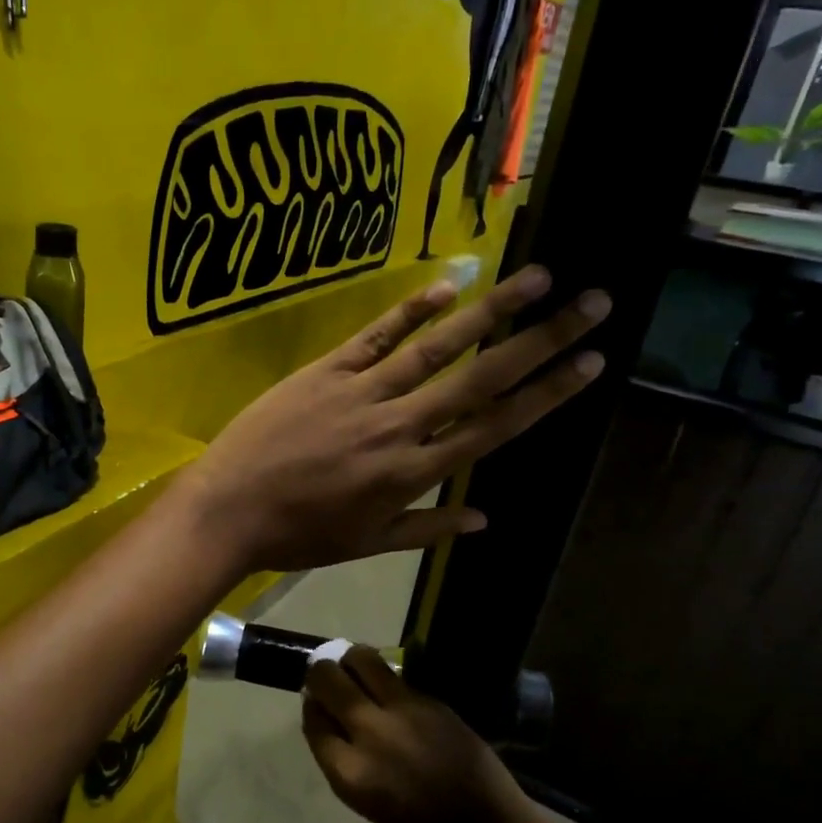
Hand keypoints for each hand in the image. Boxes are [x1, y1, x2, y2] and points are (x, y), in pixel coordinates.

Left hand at [177, 266, 610, 574]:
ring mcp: (360, 392)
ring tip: (538, 278)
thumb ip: (427, 529)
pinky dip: (410, 310)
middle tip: (593, 303)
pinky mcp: (324, 371)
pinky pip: (374, 336)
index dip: (546, 394)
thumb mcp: (366, 544)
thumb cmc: (298, 535)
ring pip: (435, 347)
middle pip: (480, 378)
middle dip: (541, 340)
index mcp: (412, 473)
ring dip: (490, 311)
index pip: (493, 427)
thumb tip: (485, 519)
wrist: (228, 510)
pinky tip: (448, 285)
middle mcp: (398, 425)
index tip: (591, 363)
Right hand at [301, 647, 529, 822]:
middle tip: (327, 677)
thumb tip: (330, 721)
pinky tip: (388, 684)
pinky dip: (384, 674)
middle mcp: (369, 734)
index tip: (316, 704)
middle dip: (321, 675)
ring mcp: (402, 712)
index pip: (313, 721)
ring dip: (351, 660)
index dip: (312, 707)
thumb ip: (343, 759)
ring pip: (361, 660)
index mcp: (349, 773)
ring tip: (354, 667)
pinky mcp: (430, 701)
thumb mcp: (366, 802)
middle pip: (327, 681)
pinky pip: (395, 676)